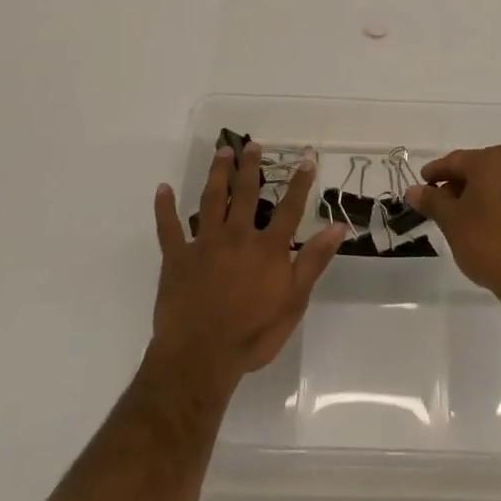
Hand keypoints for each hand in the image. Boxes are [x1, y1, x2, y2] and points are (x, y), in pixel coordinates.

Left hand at [150, 141, 343, 391]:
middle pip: (245, 195)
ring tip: (221, 152)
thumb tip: (337, 227)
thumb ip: (313, 261)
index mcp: (267, 249)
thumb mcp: (294, 301)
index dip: (299, 183)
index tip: (306, 157)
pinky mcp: (176, 258)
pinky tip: (162, 188)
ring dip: (217, 174)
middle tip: (252, 144)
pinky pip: (168, 228)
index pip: (289, 208)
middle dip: (250, 168)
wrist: (201, 356)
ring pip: (211, 201)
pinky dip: (164, 208)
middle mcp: (237, 237)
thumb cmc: (253, 333)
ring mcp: (204, 244)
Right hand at [406, 146, 500, 307]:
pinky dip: (491, 206)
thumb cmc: (488, 242)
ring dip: (473, 196)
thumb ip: (432, 201)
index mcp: (492, 160)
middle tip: (435, 203)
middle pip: (476, 169)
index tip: (420, 184)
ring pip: (494, 184)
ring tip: (455, 217)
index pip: (455, 160)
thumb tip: (414, 190)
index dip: (435, 172)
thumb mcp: (451, 221)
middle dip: (454, 184)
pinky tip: (480, 225)